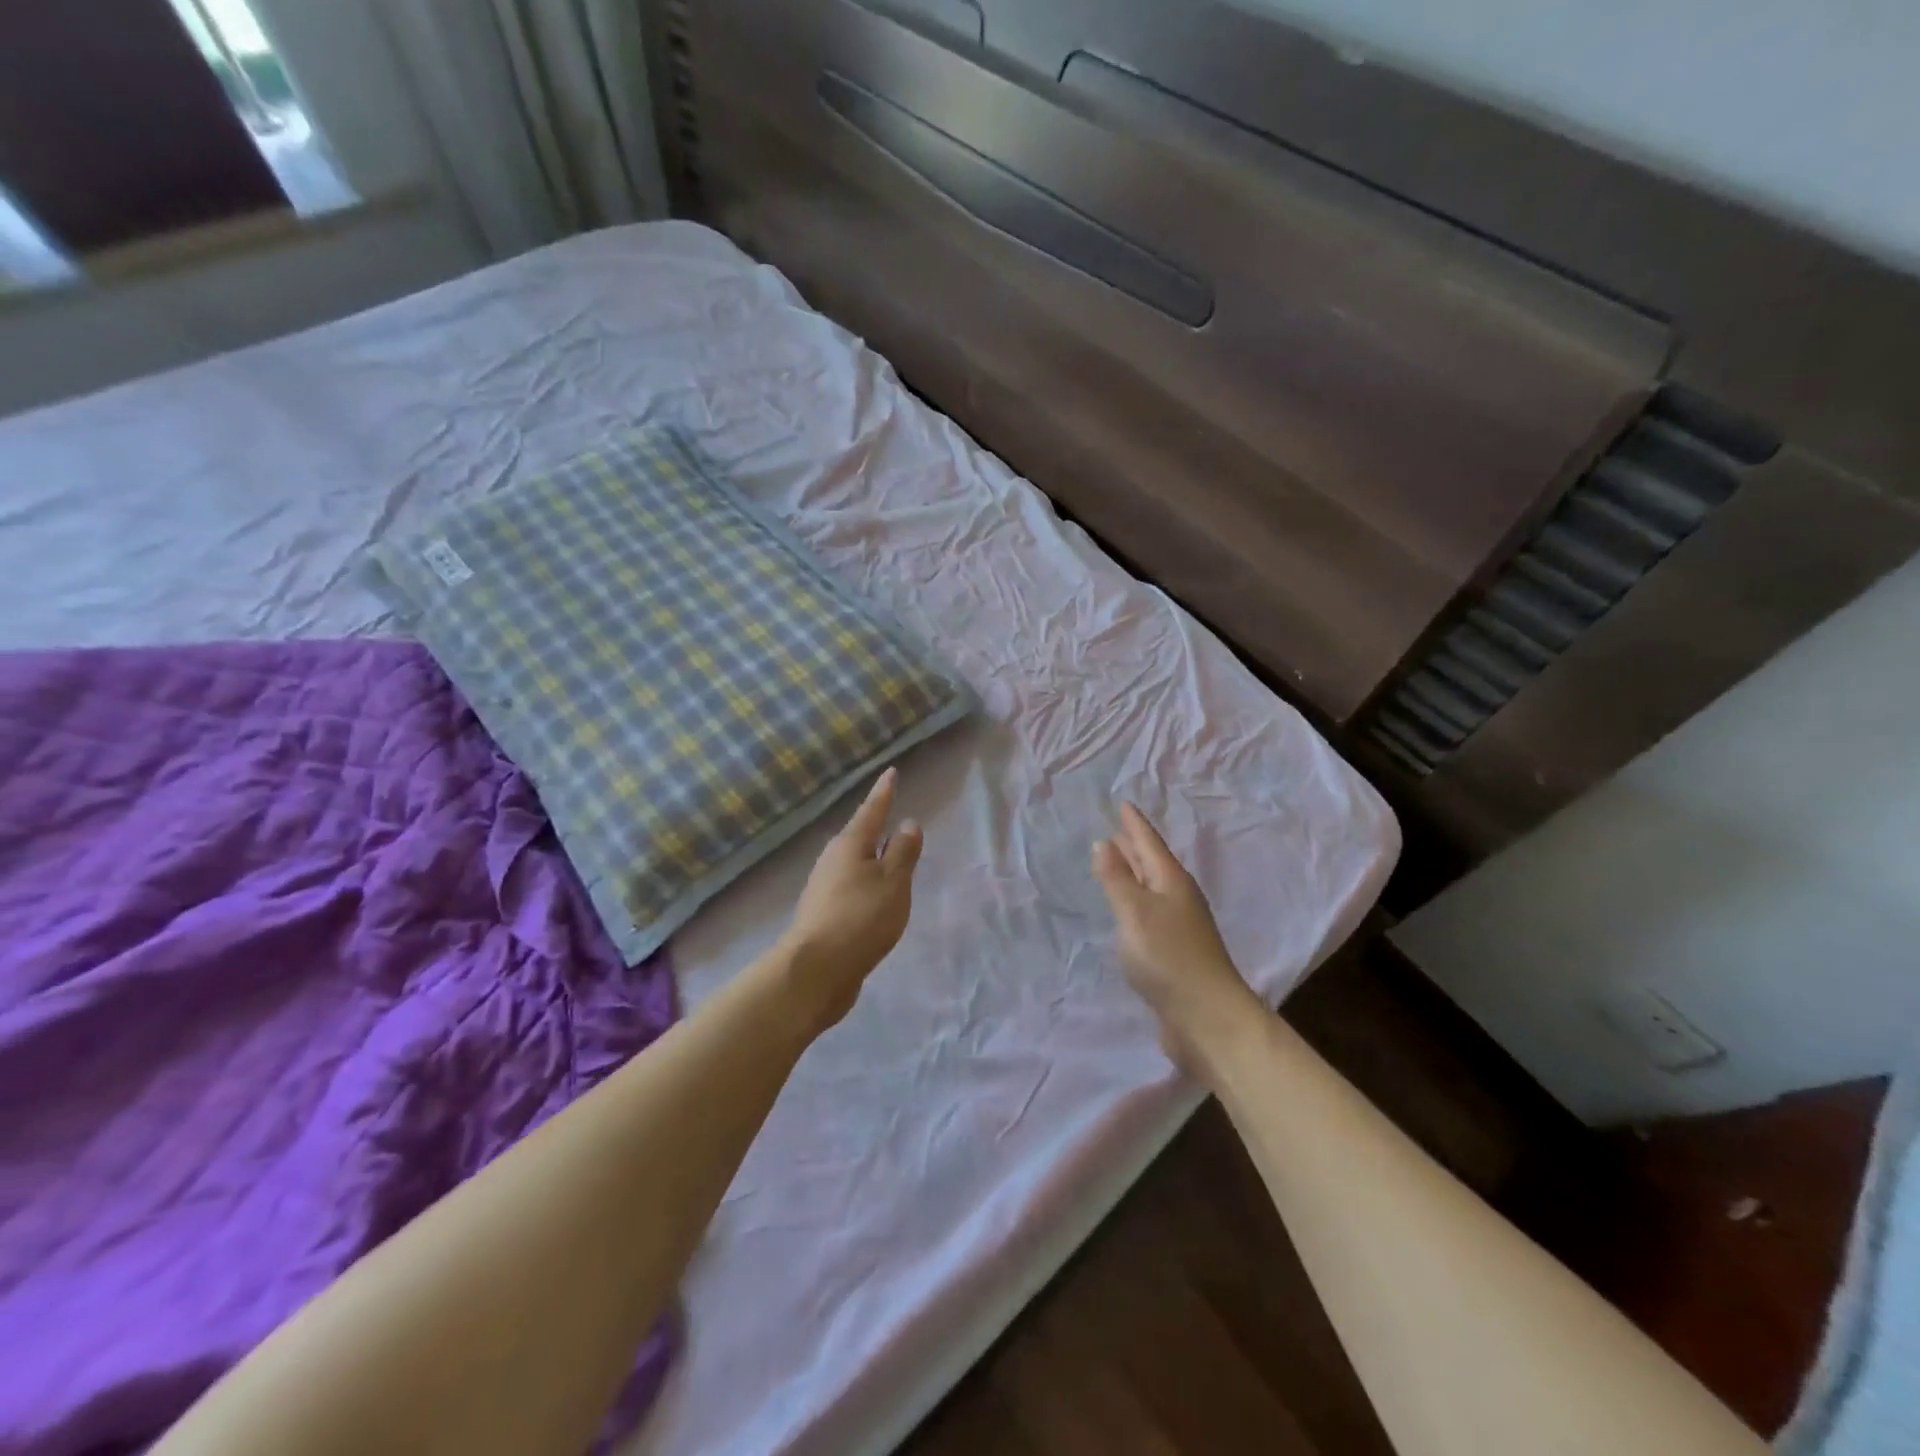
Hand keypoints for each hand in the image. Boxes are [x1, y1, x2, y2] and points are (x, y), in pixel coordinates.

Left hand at [778, 767, 922, 1033]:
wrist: (815, 971)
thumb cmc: (860, 918)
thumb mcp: (893, 882)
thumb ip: (903, 852)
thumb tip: (907, 823)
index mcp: (851, 845)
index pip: (872, 810)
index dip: (884, 792)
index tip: (891, 772)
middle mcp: (832, 860)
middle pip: (859, 837)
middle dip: (877, 828)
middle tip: (894, 817)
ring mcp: (824, 888)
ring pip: (854, 864)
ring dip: (872, 860)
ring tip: (892, 861)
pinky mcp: (823, 914)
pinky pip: (851, 888)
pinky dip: (867, 885)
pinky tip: (876, 899)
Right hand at [1093, 802, 1262, 1075]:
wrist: (1207, 1018)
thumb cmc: (1168, 957)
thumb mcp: (1135, 912)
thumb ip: (1117, 879)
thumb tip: (1104, 843)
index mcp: (1171, 882)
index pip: (1149, 844)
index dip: (1134, 825)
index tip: (1123, 803)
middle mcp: (1178, 898)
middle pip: (1153, 863)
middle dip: (1134, 845)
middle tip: (1116, 828)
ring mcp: (1179, 926)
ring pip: (1152, 888)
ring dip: (1135, 873)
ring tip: (1117, 860)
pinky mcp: (1175, 952)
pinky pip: (1150, 913)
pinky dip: (1135, 901)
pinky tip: (1127, 910)